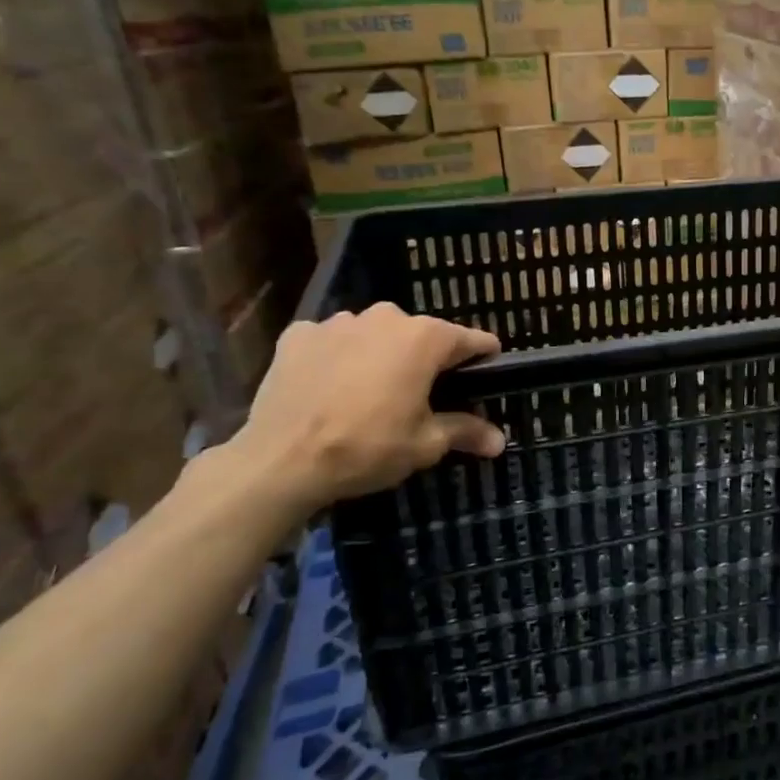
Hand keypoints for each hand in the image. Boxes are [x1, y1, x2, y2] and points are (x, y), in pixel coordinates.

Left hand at [224, 304, 505, 512]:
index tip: (486, 377)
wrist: (280, 461)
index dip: (483, 359)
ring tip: (370, 393)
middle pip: (421, 335)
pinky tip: (329, 388)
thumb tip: (500, 441)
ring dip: (380, 356)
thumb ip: (465, 431)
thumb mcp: (425, 445)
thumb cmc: (367, 447)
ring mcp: (338, 322)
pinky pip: (331, 341)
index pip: (471, 340)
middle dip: (426, 360)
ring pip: (375, 335)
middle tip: (422, 398)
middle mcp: (385, 317)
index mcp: (425, 338)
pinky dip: (337, 357)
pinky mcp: (298, 335)